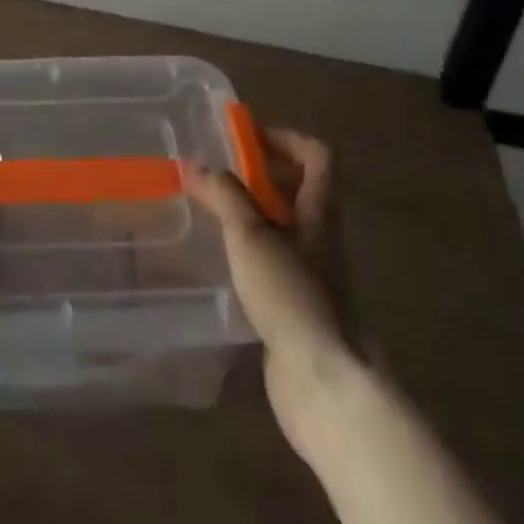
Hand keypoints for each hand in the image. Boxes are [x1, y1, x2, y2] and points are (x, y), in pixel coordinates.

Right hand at [185, 128, 350, 461]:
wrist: (326, 385)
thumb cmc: (292, 296)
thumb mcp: (251, 236)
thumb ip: (224, 195)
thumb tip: (196, 164)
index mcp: (320, 211)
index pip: (318, 155)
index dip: (284, 138)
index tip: (244, 138)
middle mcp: (322, 237)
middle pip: (299, 189)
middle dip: (260, 175)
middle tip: (217, 173)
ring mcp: (314, 275)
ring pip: (285, 227)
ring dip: (251, 214)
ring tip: (209, 213)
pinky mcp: (299, 307)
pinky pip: (275, 263)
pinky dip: (250, 253)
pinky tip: (220, 262)